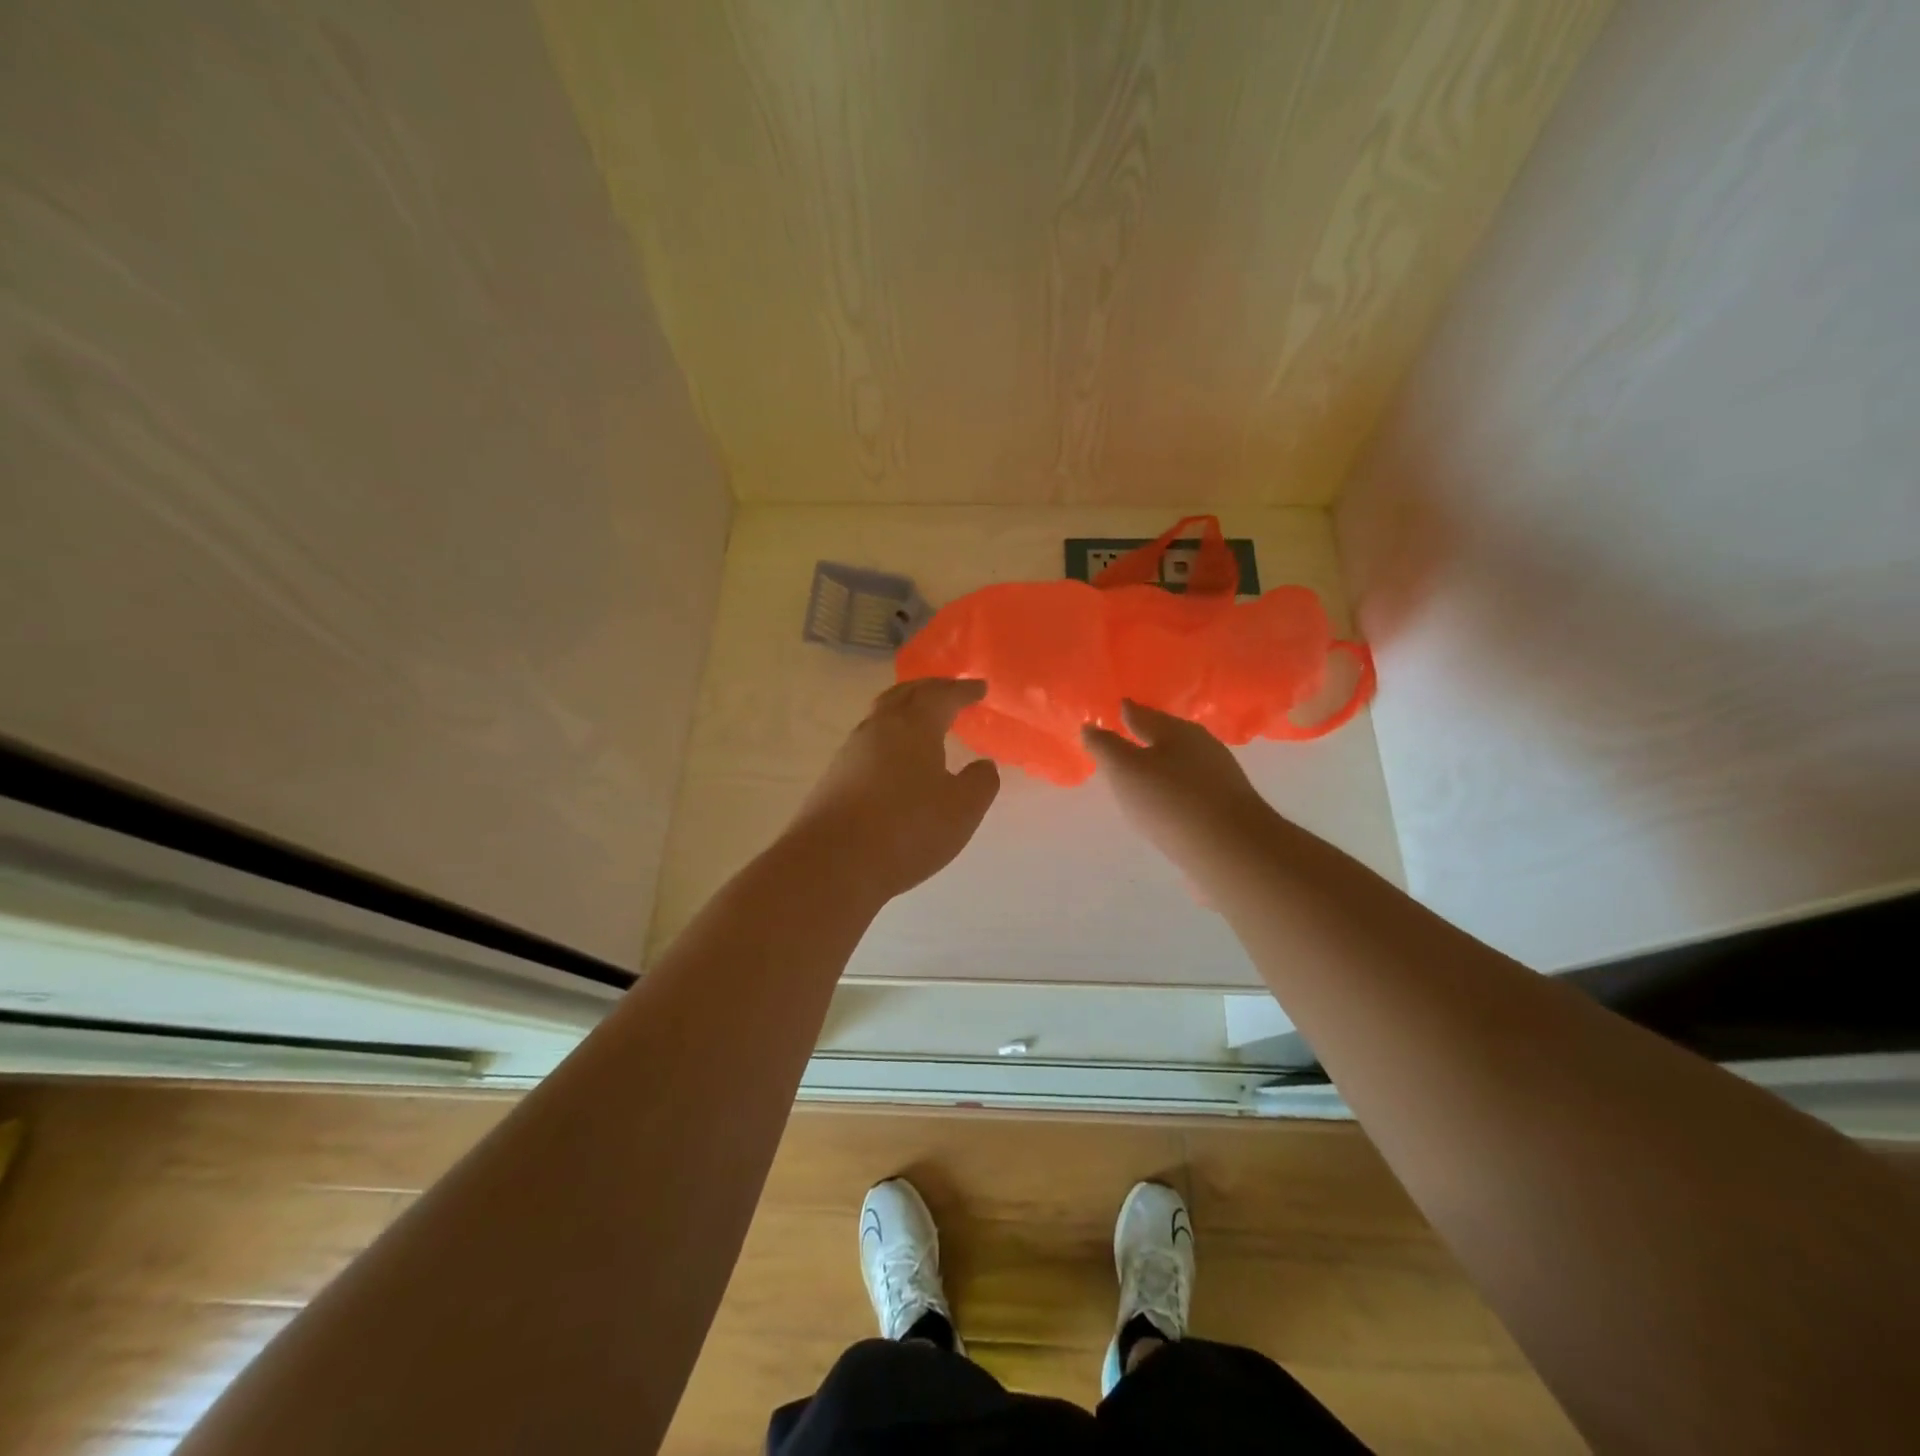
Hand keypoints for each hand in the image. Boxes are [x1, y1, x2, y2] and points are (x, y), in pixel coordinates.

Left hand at [787, 678, 1000, 903]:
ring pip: (882, 716)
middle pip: (905, 694)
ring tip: (923, 721)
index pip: (942, 696)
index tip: (980, 687)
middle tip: (949, 690)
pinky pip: (869, 742)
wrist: (832, 863)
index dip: (963, 691)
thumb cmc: (907, 829)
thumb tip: (983, 765)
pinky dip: (889, 737)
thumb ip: (980, 782)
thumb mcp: (962, 809)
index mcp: (914, 726)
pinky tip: (895, 759)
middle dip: (930, 688)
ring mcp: (851, 751)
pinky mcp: (835, 776)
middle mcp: (879, 728)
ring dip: (905, 710)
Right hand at [1083, 701, 1270, 868]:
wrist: (1231, 851)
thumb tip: (1090, 725)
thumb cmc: (1170, 801)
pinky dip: (1174, 791)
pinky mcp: (1226, 808)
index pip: (1144, 713)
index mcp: (1177, 730)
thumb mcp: (1124, 770)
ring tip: (1140, 775)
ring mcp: (1219, 778)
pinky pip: (1192, 790)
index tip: (1114, 709)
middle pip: (1167, 736)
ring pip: (1181, 763)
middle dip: (1145, 737)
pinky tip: (1166, 804)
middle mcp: (1202, 746)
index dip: (1126, 711)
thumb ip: (1104, 746)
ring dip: (1161, 766)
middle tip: (1123, 740)